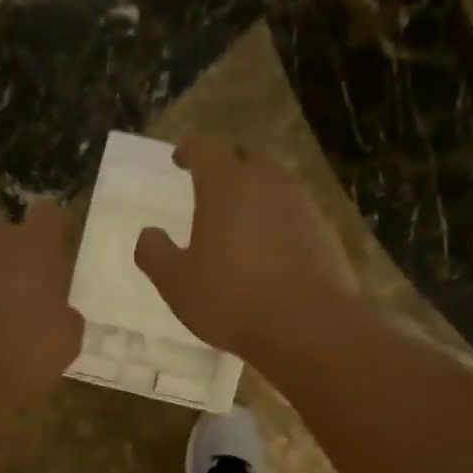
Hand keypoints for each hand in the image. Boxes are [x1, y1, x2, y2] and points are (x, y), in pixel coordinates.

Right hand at [134, 138, 351, 366]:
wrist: (307, 325)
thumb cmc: (231, 298)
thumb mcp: (176, 283)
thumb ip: (154, 253)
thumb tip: (148, 234)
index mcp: (226, 184)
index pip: (205, 147)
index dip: (190, 150)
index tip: (180, 160)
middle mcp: (267, 181)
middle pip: (244, 159)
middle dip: (225, 168)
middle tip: (209, 189)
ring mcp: (301, 203)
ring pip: (272, 185)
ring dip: (253, 195)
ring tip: (238, 222)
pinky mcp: (324, 230)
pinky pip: (293, 213)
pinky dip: (276, 221)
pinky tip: (268, 251)